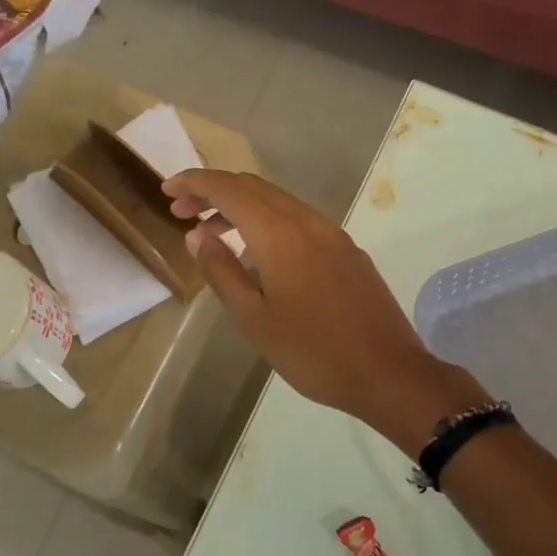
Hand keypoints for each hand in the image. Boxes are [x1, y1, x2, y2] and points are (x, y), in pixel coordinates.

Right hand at [162, 170, 487, 452]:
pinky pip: (298, 219)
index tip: (167, 189)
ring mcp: (332, 233)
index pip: (228, 189)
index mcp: (279, 234)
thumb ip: (222, 271)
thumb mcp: (254, 319)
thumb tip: (198, 235)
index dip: (194, 182)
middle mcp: (307, 221)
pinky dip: (267, 220)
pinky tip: (257, 251)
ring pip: (277, 200)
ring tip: (212, 232)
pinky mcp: (346, 249)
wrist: (388, 372)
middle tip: (181, 210)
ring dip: (240, 206)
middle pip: (252, 187)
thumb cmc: (312, 352)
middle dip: (213, 191)